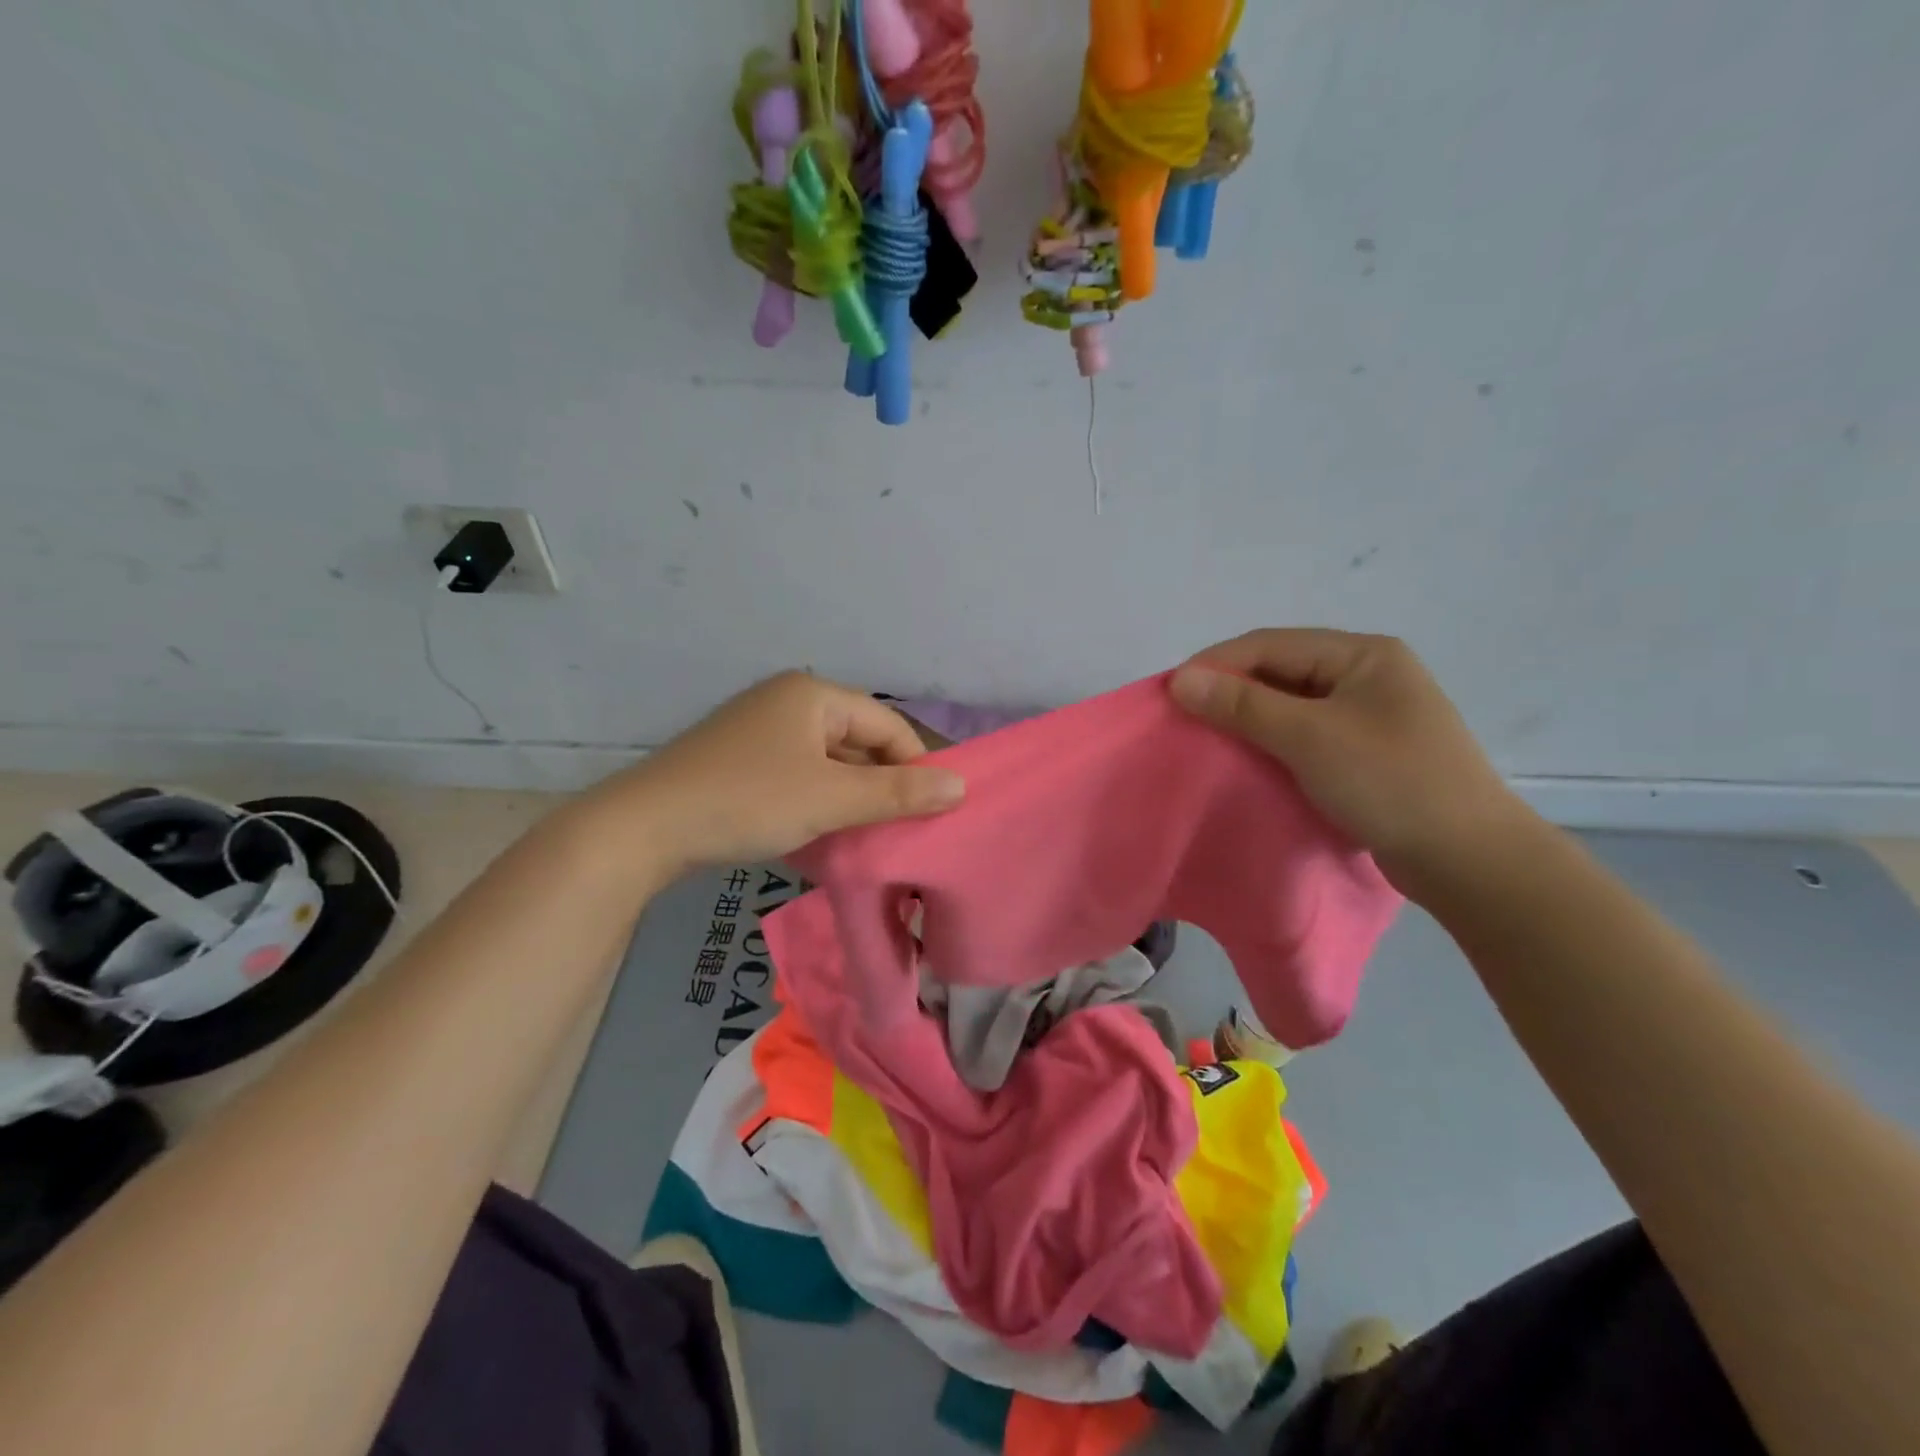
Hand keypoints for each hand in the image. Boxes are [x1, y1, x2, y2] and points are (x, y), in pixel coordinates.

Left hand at [610, 671, 964, 873]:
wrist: (642, 829)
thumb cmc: (748, 801)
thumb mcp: (831, 799)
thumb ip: (898, 793)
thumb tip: (961, 786)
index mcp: (813, 695)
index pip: (888, 725)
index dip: (915, 767)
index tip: (929, 813)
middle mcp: (787, 702)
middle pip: (857, 742)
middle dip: (880, 786)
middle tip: (897, 831)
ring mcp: (758, 731)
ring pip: (827, 764)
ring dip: (849, 799)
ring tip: (863, 838)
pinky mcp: (738, 761)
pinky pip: (797, 776)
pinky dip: (816, 803)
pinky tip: (821, 836)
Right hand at [1170, 629, 1533, 894]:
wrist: (1469, 860)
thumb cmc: (1390, 782)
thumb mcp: (1310, 737)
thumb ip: (1243, 705)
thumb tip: (1180, 679)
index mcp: (1363, 655)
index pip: (1270, 645)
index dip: (1215, 664)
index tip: (1169, 693)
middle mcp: (1368, 675)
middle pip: (1280, 671)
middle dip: (1229, 690)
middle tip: (1183, 716)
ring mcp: (1370, 715)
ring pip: (1291, 704)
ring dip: (1248, 718)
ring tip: (1206, 737)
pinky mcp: (1368, 752)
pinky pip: (1305, 735)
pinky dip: (1271, 742)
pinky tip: (1246, 759)